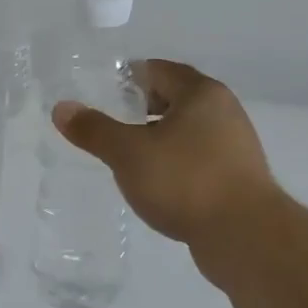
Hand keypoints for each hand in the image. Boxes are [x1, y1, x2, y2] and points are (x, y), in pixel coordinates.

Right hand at [53, 59, 281, 280]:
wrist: (246, 237)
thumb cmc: (185, 181)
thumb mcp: (128, 153)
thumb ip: (94, 129)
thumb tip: (61, 108)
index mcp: (201, 93)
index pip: (159, 70)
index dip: (129, 78)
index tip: (103, 93)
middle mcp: (224, 111)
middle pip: (176, 98)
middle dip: (143, 108)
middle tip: (112, 122)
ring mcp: (236, 146)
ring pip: (188, 130)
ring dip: (159, 137)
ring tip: (129, 155)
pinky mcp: (239, 178)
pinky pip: (199, 158)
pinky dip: (176, 162)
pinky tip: (157, 183)